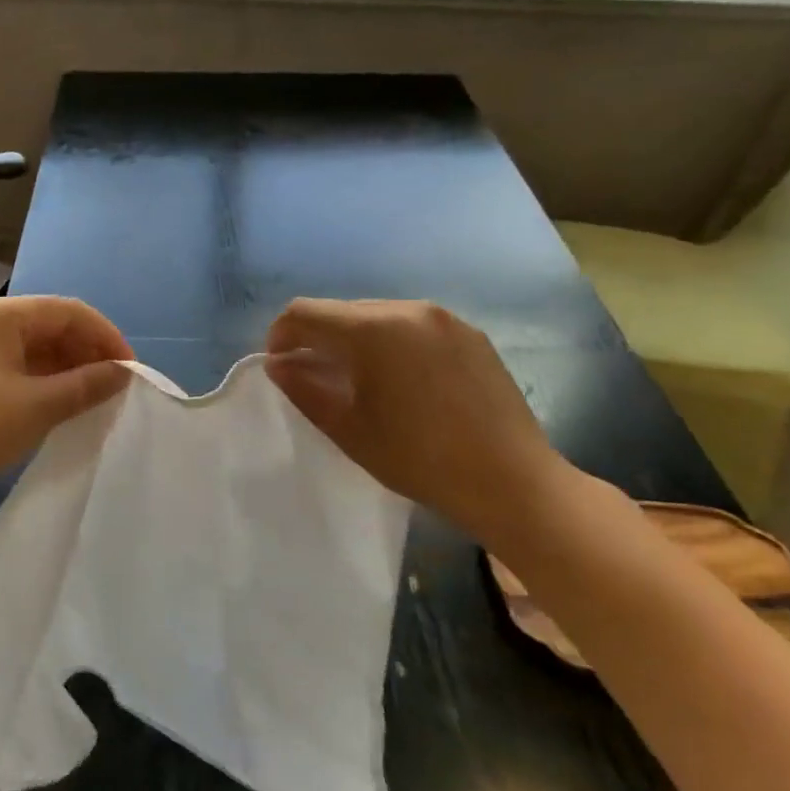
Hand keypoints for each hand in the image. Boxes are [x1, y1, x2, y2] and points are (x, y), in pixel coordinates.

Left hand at [0, 295, 133, 511]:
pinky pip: (21, 368)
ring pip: (39, 348)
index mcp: (3, 315)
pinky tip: (65, 406)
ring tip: (97, 400)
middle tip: (117, 389)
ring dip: (70, 370)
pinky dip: (47, 383)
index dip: (107, 337)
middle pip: (54, 326)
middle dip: (89, 354)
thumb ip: (86, 385)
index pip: (71, 311)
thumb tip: (124, 372)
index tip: (132, 372)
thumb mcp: (36, 407)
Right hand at [264, 298, 579, 545]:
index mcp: (372, 329)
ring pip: (377, 316)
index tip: (279, 366)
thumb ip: (303, 389)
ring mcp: (444, 318)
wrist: (512, 482)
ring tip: (358, 381)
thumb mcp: (348, 429)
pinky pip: (413, 327)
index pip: (304, 312)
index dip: (280, 335)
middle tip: (313, 377)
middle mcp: (407, 308)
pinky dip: (391, 344)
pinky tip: (401, 382)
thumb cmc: (419, 459)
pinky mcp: (470, 334)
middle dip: (317, 338)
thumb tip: (278, 364)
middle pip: (341, 311)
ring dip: (354, 340)